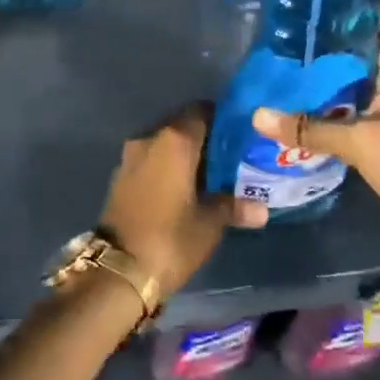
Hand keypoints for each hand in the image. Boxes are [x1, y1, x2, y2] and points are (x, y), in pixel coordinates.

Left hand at [98, 104, 267, 300]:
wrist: (117, 269)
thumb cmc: (170, 238)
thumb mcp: (209, 223)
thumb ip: (233, 206)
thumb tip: (261, 208)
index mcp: (174, 140)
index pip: (201, 111)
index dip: (221, 118)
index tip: (239, 133)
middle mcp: (149, 139)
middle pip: (181, 125)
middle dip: (204, 137)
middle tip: (229, 156)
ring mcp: (130, 157)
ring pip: (163, 144)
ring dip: (183, 154)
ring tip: (210, 174)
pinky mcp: (120, 177)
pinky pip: (150, 161)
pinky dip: (166, 167)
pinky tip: (184, 187)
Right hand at [252, 20, 379, 250]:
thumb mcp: (357, 142)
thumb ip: (308, 128)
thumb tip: (257, 115)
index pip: (378, 22)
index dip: (346, 17)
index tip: (307, 17)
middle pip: (363, 51)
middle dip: (327, 50)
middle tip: (283, 47)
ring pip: (361, 80)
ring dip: (330, 80)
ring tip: (286, 73)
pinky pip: (362, 105)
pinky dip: (338, 105)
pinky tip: (305, 108)